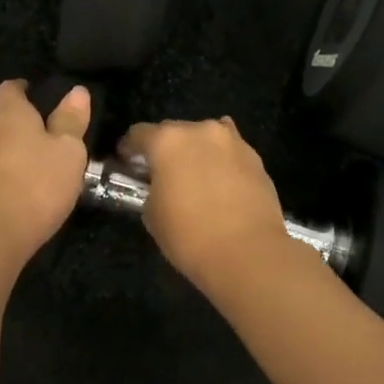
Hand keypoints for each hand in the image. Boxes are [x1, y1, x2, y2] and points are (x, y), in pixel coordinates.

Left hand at [0, 79, 90, 258]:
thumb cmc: (37, 181)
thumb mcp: (68, 150)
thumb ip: (71, 120)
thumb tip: (77, 91)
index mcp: (10, 114)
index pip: (8, 89)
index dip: (18, 88)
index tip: (30, 90)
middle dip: (1, 111)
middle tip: (22, 117)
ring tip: (13, 149)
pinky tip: (3, 178)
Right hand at [117, 117, 289, 289]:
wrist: (248, 253)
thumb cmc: (189, 236)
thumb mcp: (153, 215)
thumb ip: (152, 189)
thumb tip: (161, 186)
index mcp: (167, 141)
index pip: (138, 134)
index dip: (129, 149)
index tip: (127, 163)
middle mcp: (200, 130)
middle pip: (174, 131)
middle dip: (165, 148)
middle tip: (162, 173)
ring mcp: (232, 141)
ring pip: (206, 138)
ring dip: (196, 151)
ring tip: (196, 176)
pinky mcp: (255, 157)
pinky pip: (229, 152)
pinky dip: (221, 161)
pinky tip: (221, 181)